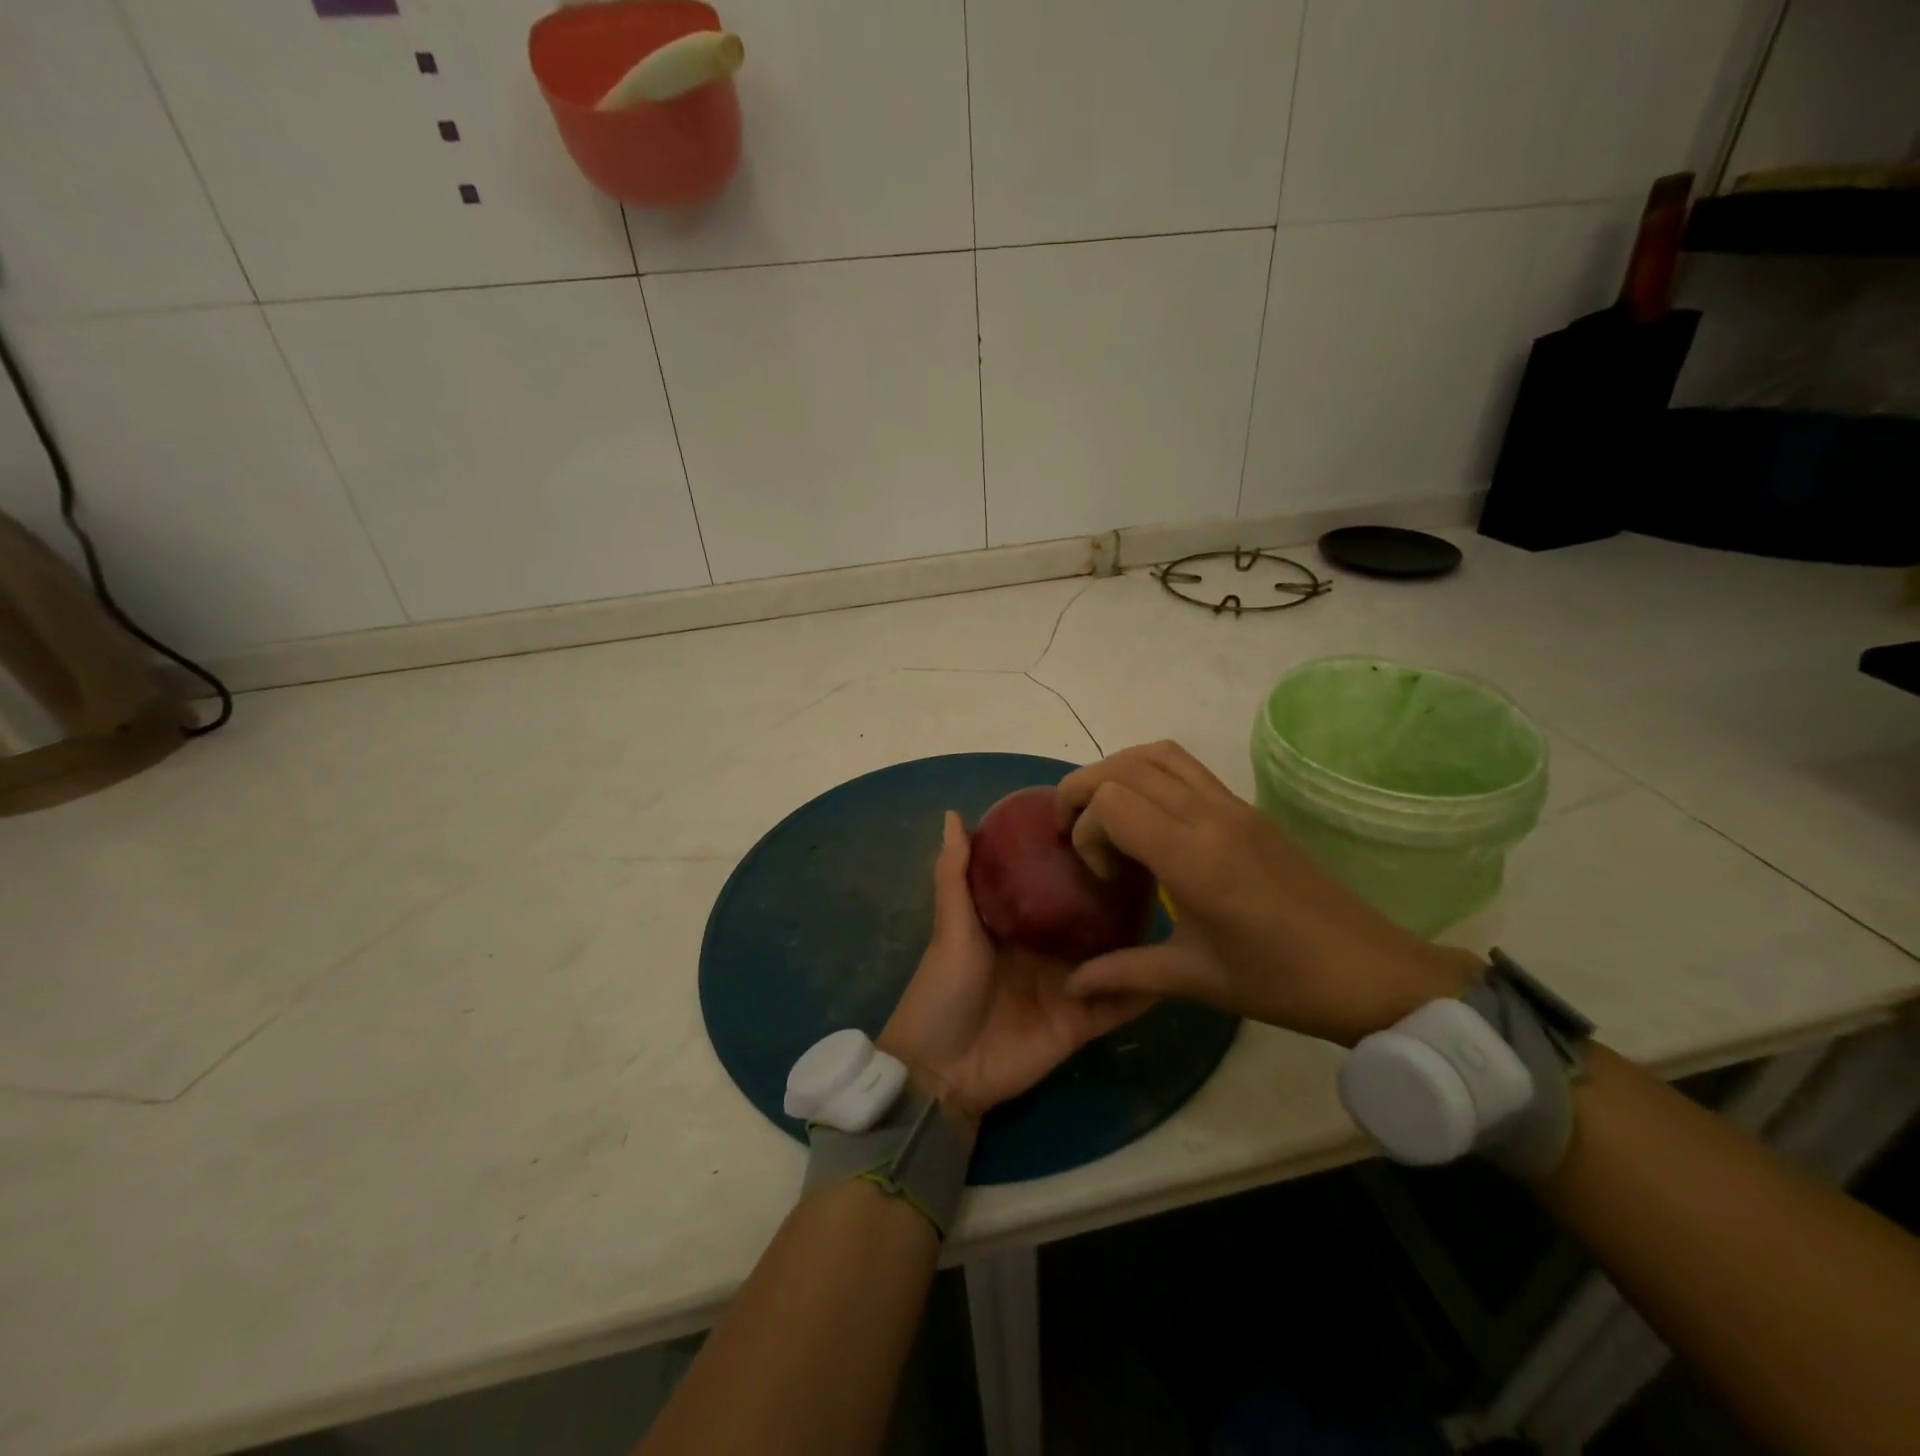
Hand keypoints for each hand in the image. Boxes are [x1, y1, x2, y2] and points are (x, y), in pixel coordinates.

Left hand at [878, 812, 1155, 1133]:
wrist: (942, 1070)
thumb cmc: (943, 990)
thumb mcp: (950, 927)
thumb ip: (955, 875)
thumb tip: (952, 814)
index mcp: (1016, 925)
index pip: (1052, 885)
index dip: (1075, 861)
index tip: (1108, 828)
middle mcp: (1046, 951)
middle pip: (1088, 921)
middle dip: (1116, 898)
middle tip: (1156, 865)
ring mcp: (1067, 987)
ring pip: (1110, 959)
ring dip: (1137, 942)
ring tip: (1176, 909)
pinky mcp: (1081, 1023)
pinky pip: (1116, 1005)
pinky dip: (1142, 992)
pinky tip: (1175, 970)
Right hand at [1055, 742, 1478, 1046]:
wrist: (1369, 971)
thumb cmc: (1281, 983)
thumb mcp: (1195, 980)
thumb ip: (1124, 972)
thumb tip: (1070, 986)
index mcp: (1196, 860)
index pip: (1114, 802)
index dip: (1087, 830)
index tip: (1101, 875)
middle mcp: (1211, 817)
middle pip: (1125, 767)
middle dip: (1083, 790)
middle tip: (1072, 831)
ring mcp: (1232, 805)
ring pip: (1156, 754)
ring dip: (1115, 771)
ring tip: (1101, 813)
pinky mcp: (1246, 807)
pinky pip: (1184, 765)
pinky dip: (1147, 771)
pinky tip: (1145, 815)